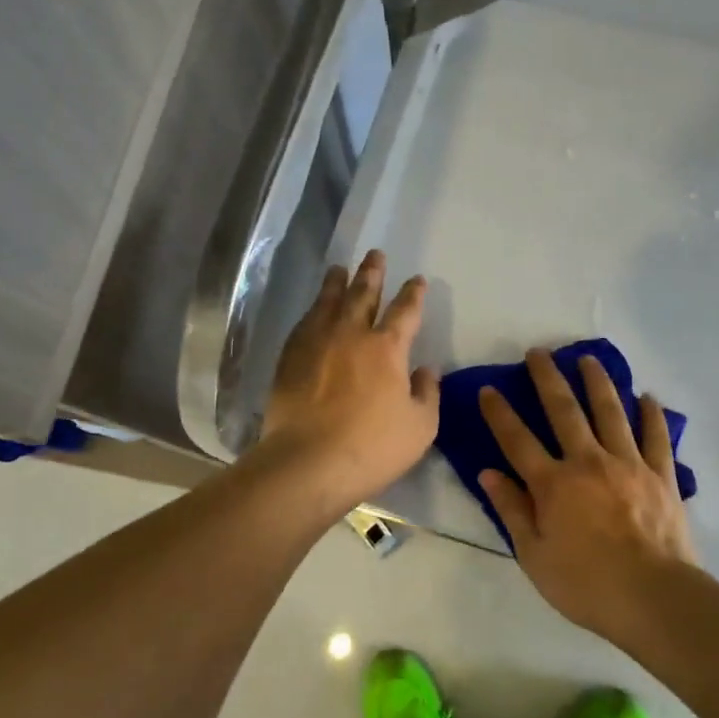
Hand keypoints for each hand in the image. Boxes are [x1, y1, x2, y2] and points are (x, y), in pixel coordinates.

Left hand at [258, 250, 439, 505]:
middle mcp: (351, 334)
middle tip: (375, 254)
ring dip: (337, 283)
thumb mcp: (420, 427)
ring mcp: (317, 343)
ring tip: (339, 268)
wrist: (308, 463)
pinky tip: (313, 310)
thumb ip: (427, 393)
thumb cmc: (372, 447)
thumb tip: (426, 369)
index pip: (405, 311)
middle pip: (363, 294)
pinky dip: (313, 311)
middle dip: (372, 273)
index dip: (413, 293)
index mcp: (387, 348)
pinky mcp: (290, 358)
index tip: (417, 280)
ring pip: (329, 302)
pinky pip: (303, 324)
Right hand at [478, 349, 698, 637]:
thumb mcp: (534, 556)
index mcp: (554, 484)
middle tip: (539, 351)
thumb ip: (512, 510)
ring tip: (588, 358)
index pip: (518, 440)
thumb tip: (488, 473)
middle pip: (565, 411)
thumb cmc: (586, 584)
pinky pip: (656, 437)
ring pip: (611, 412)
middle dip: (548, 378)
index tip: (489, 389)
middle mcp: (588, 462)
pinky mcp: (661, 475)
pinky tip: (647, 397)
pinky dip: (651, 415)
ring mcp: (628, 464)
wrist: (654, 598)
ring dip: (597, 382)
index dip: (500, 413)